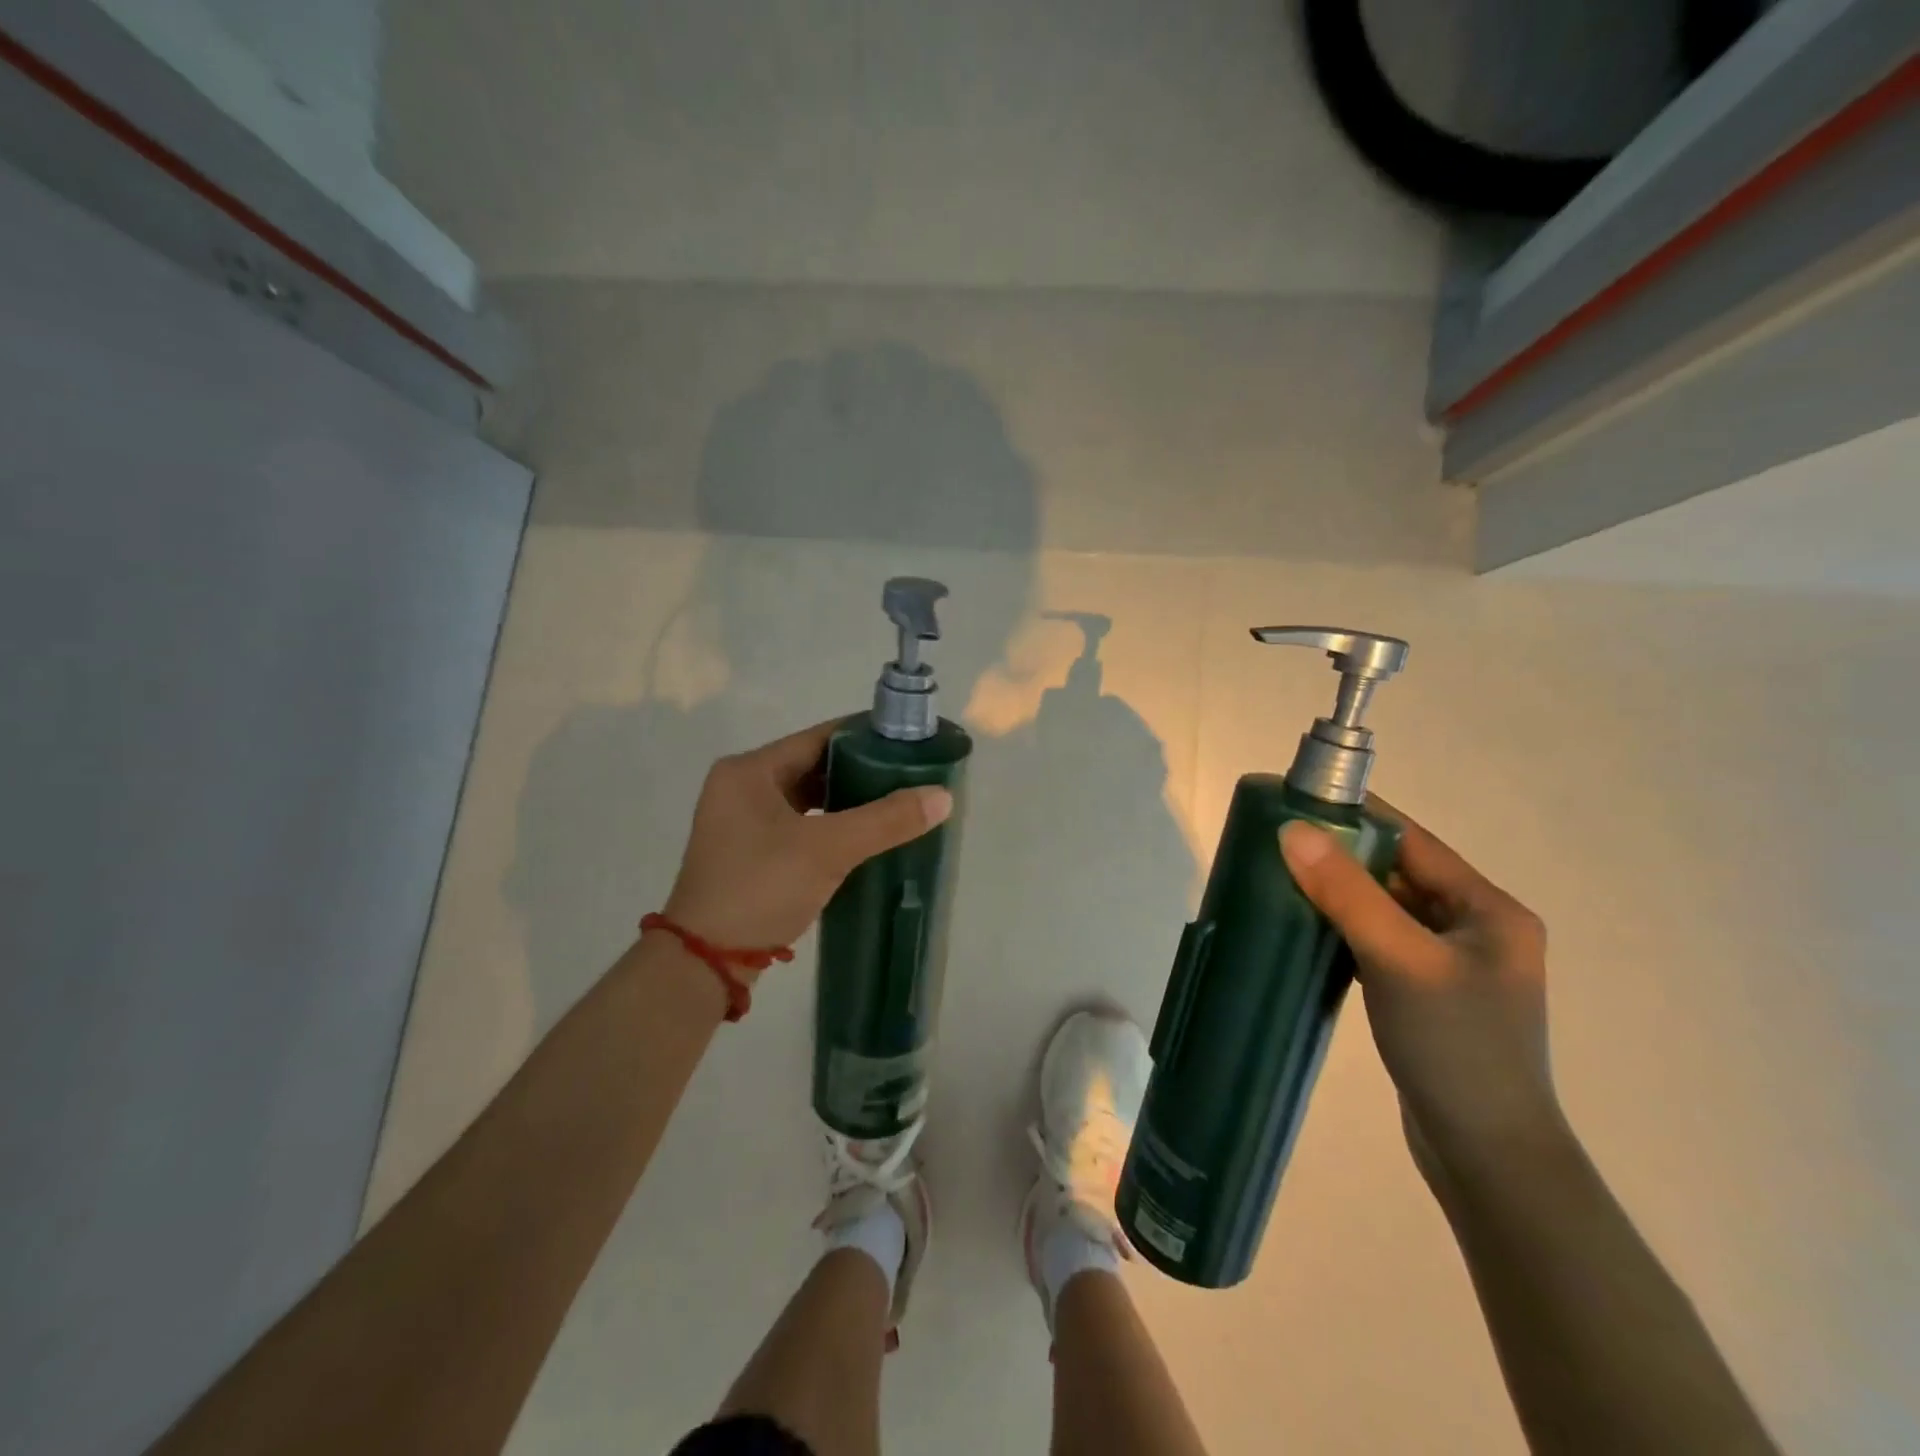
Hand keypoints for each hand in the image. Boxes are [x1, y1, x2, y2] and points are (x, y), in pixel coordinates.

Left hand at [661, 719, 952, 954]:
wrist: (704, 964)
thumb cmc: (759, 889)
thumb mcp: (826, 850)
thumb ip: (886, 820)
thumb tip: (943, 796)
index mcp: (749, 770)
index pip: (819, 737)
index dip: (866, 737)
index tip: (909, 741)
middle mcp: (742, 787)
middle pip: (815, 766)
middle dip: (863, 770)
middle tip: (911, 774)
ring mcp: (744, 822)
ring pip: (809, 799)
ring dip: (850, 801)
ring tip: (899, 801)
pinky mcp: (751, 853)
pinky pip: (802, 825)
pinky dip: (834, 826)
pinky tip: (868, 834)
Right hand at [1280, 802, 1563, 1186]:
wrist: (1487, 1154)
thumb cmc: (1456, 1047)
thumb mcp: (1400, 960)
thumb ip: (1346, 893)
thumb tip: (1292, 830)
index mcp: (1489, 910)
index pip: (1414, 841)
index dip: (1359, 817)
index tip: (1300, 801)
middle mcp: (1476, 929)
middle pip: (1398, 874)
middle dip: (1340, 856)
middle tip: (1278, 842)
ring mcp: (1452, 965)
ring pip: (1385, 910)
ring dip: (1339, 894)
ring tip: (1281, 879)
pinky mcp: (1427, 995)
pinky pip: (1379, 943)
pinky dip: (1344, 930)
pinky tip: (1306, 930)